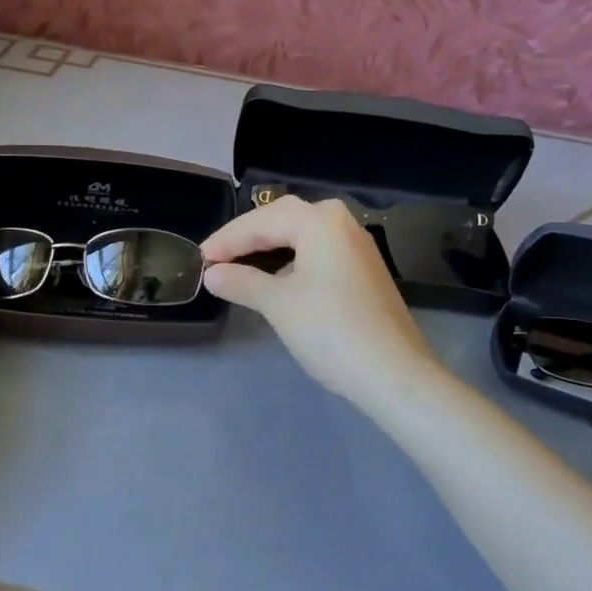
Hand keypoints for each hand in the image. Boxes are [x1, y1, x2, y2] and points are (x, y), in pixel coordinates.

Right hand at [201, 196, 438, 400]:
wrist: (392, 372)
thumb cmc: (329, 330)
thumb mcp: (278, 304)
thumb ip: (241, 282)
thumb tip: (213, 274)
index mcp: (319, 221)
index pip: (261, 222)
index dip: (227, 240)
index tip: (199, 258)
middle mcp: (341, 223)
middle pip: (283, 218)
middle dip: (247, 237)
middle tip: (217, 257)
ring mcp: (357, 246)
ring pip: (303, 234)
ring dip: (270, 247)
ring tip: (239, 264)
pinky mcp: (364, 269)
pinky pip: (318, 251)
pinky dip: (292, 259)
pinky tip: (277, 277)